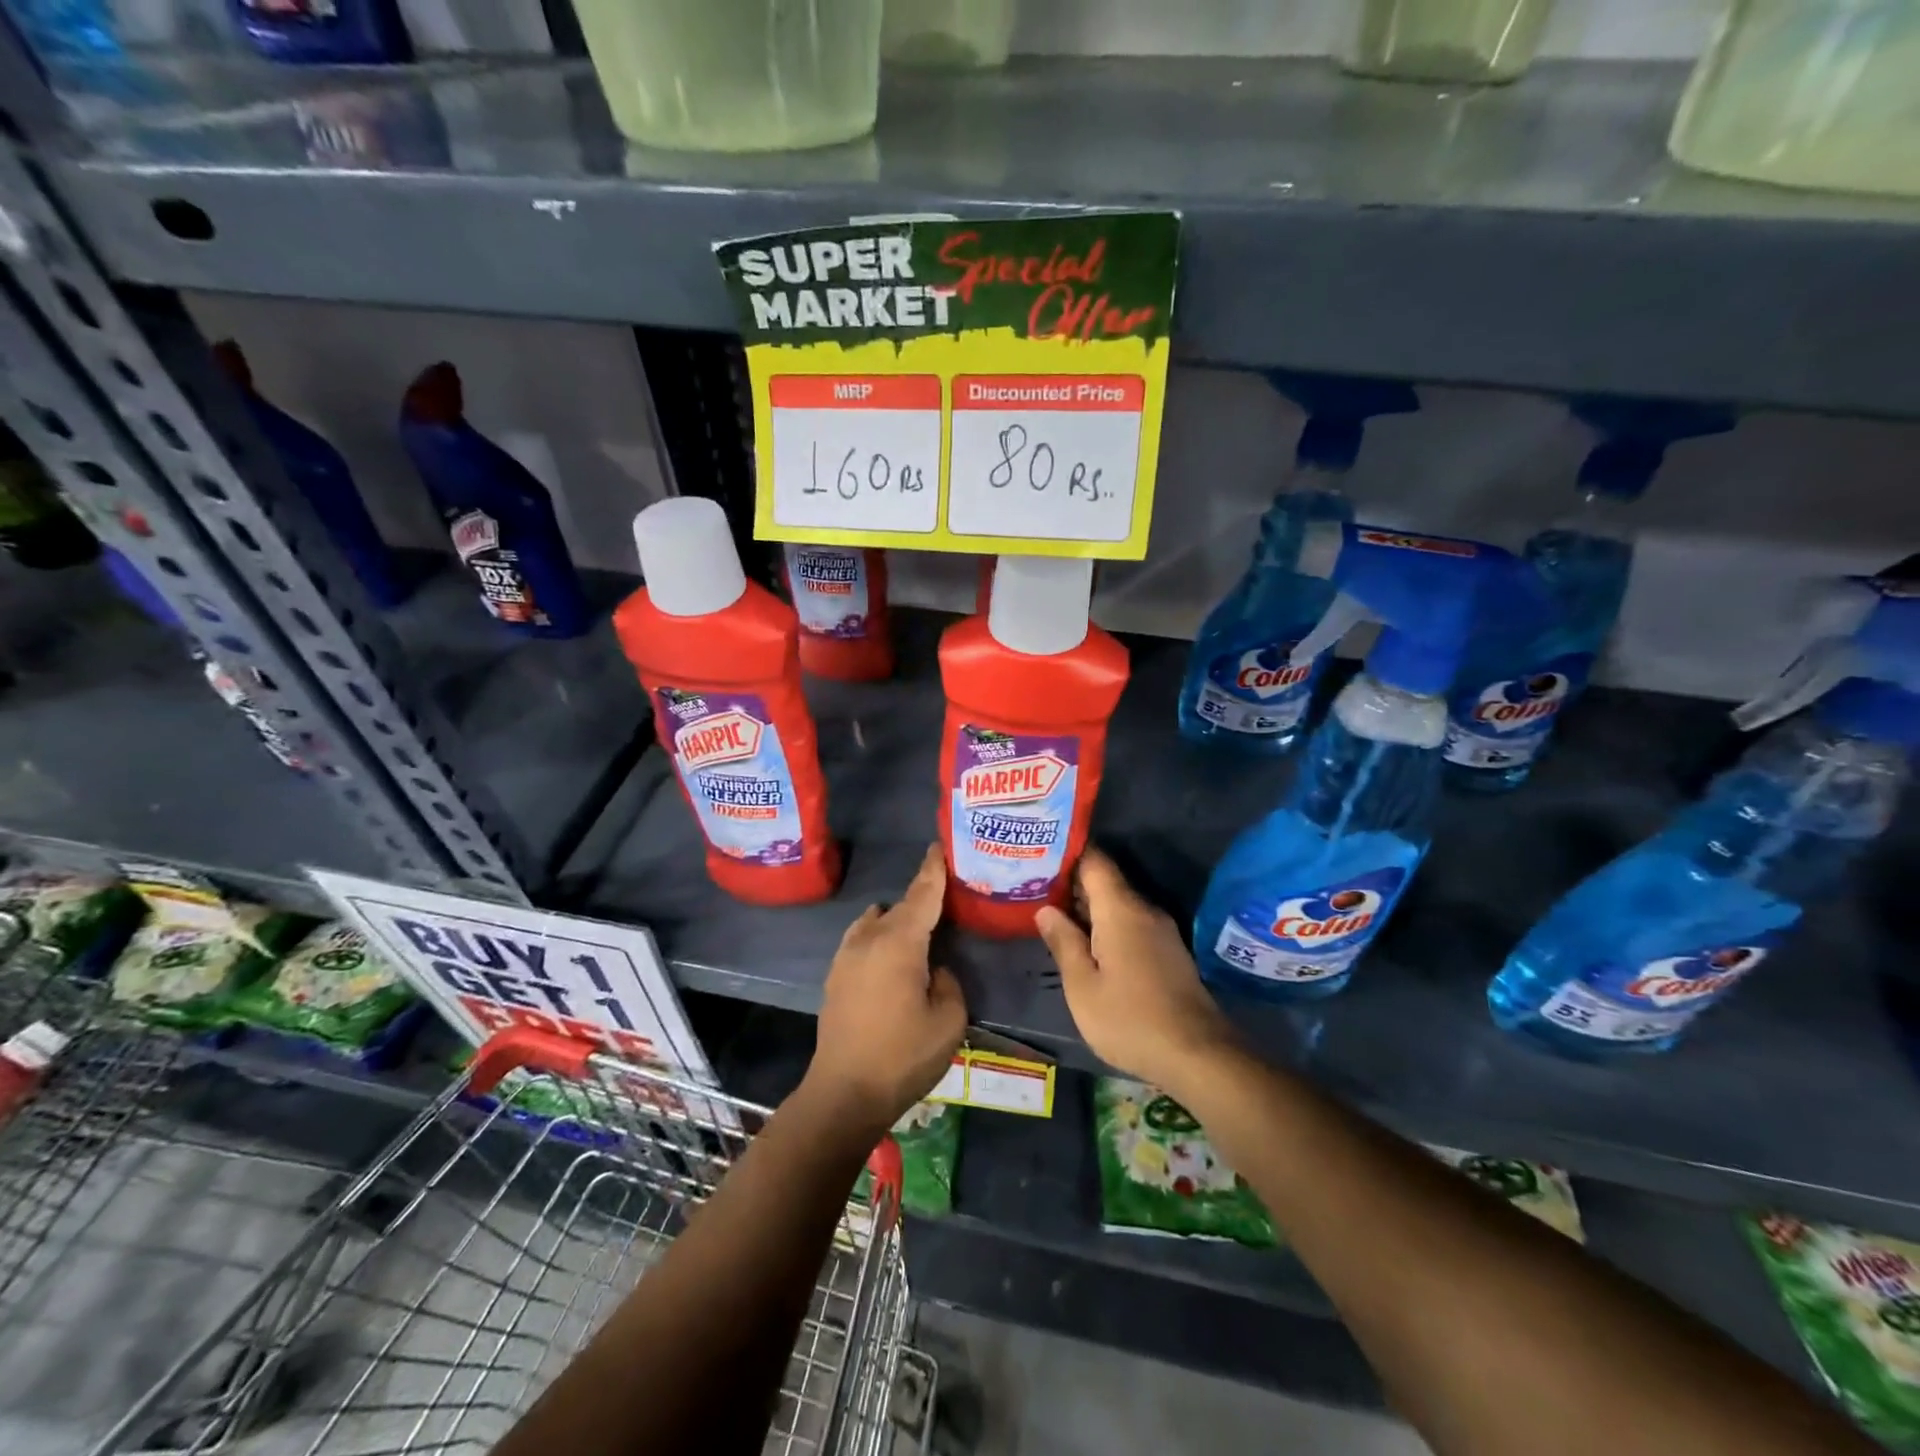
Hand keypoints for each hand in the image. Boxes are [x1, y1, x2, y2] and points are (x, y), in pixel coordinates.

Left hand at [806, 845, 967, 1134]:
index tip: (939, 845)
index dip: (933, 868)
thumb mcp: (949, 1020)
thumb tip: (934, 970)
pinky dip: (880, 939)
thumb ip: (948, 982)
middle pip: (900, 906)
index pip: (922, 893)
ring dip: (896, 920)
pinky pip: (862, 941)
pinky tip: (892, 960)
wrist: (844, 1093)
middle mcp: (869, 938)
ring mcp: (846, 956)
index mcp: (900, 942)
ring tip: (918, 933)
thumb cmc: (903, 1055)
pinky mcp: (835, 976)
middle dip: (921, 898)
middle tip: (945, 901)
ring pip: (876, 922)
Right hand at [1036, 848, 1237, 1098]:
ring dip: (1087, 906)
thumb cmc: (1130, 1019)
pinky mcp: (1168, 951)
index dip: (1067, 853)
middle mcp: (1144, 910)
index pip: (1094, 861)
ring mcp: (1160, 930)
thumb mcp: (1083, 986)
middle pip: (1105, 882)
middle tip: (1033, 885)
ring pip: (1117, 904)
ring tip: (1051, 911)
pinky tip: (1085, 941)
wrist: (1198, 1055)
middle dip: (1071, 882)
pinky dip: (1105, 924)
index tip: (1039, 854)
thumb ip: (1063, 942)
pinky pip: (1130, 923)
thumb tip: (1045, 909)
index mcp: (1120, 910)